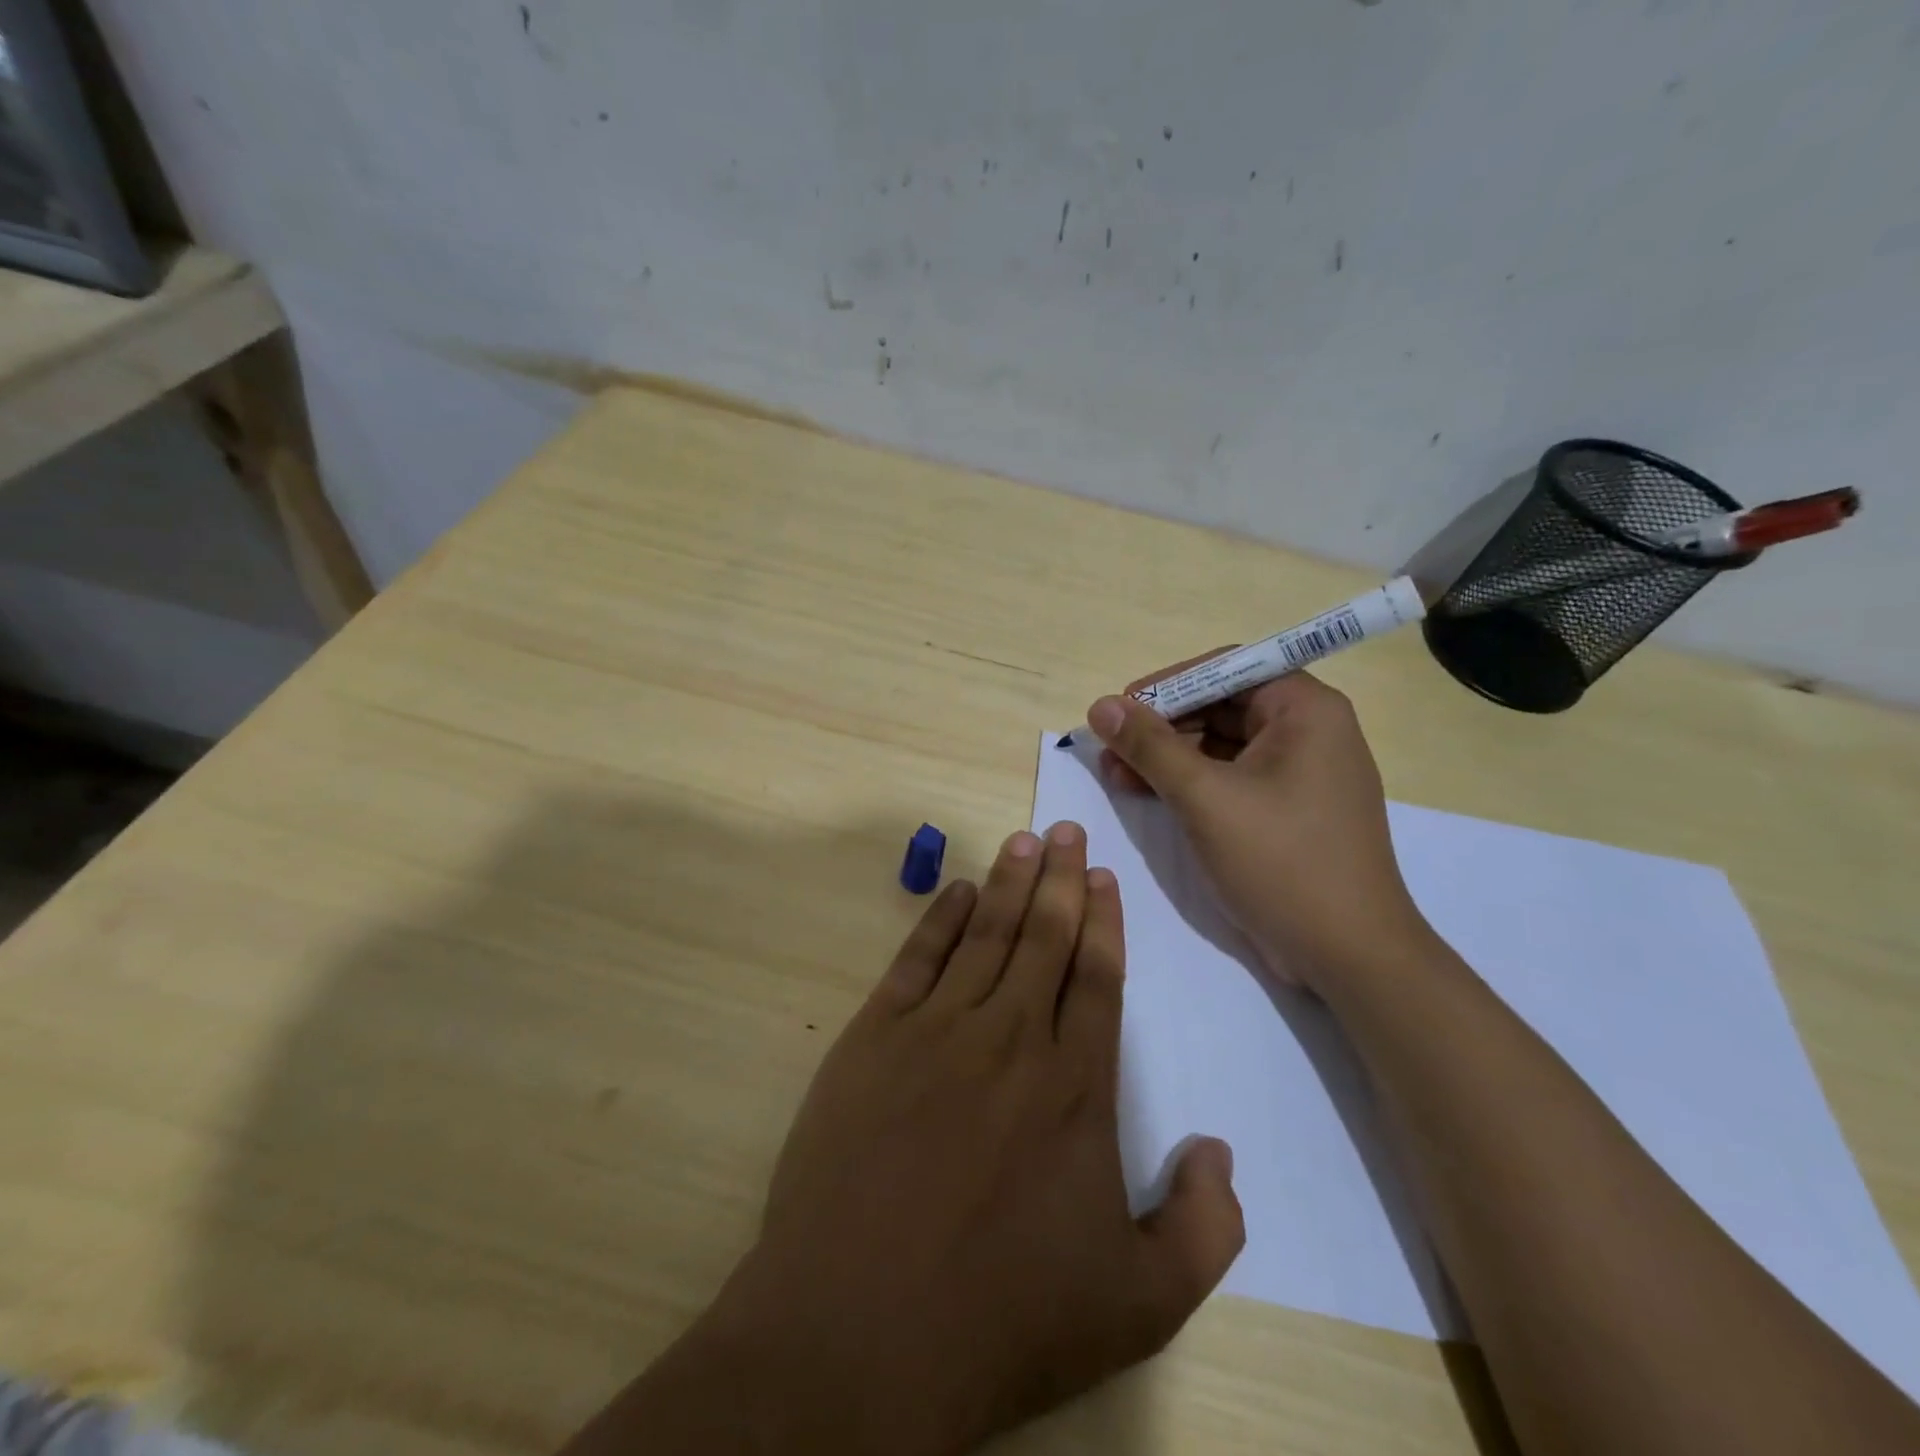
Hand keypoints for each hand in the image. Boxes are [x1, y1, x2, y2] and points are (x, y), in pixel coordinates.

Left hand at [675, 825, 1243, 1455]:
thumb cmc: (1002, 1319)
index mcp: (1074, 1086)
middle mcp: (1010, 1038)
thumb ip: (1203, 1228)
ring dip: (1009, 883)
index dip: (1103, 922)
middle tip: (1067, 829)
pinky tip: (957, 892)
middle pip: (1044, 937)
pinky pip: (916, 959)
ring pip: (986, 935)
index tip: (1104, 877)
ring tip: (1024, 841)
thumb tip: (1219, 1152)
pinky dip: (940, 919)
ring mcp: (936, 1030)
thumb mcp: (1139, 1304)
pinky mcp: (873, 1038)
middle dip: (1061, 879)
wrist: (858, 1332)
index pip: (1096, 977)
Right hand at [1087, 665, 1427, 992]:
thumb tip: (1101, 705)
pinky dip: (1190, 784)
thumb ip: (1150, 746)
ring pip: (1221, 745)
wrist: (1349, 956)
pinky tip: (1148, 794)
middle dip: (1161, 727)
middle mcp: (1308, 731)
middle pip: (1221, 706)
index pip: (1226, 669)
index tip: (1119, 708)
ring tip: (1115, 775)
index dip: (1167, 685)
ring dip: (1168, 757)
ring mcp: (1300, 773)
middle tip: (1110, 748)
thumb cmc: (1281, 862)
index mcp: (1305, 710)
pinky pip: (1231, 778)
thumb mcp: (1205, 798)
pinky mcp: (1288, 810)